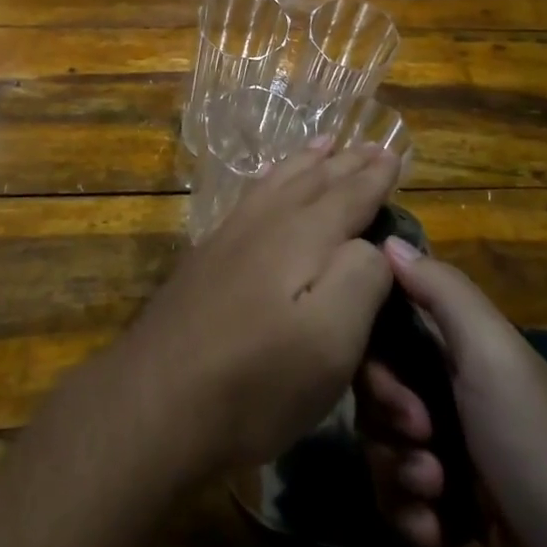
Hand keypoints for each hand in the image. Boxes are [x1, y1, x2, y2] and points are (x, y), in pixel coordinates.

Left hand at [106, 142, 400, 483]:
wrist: (154, 403)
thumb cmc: (255, 380)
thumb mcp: (329, 340)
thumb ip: (361, 278)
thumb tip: (370, 244)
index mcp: (301, 237)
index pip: (348, 196)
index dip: (374, 177)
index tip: (393, 154)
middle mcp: (264, 224)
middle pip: (311, 181)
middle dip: (344, 163)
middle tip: (368, 145)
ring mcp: (228, 238)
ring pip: (276, 183)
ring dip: (305, 162)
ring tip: (323, 144)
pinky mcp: (205, 259)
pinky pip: (250, 198)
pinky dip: (270, 180)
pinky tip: (267, 188)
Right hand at [357, 244, 546, 546]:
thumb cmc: (541, 446)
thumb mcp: (493, 355)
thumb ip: (442, 290)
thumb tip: (386, 238)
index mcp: (460, 348)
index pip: (385, 328)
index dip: (371, 353)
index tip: (387, 380)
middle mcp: (451, 391)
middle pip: (374, 392)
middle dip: (385, 422)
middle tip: (423, 440)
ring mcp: (453, 452)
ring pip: (381, 448)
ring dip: (397, 474)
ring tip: (436, 494)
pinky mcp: (454, 508)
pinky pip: (399, 500)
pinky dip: (410, 516)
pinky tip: (438, 532)